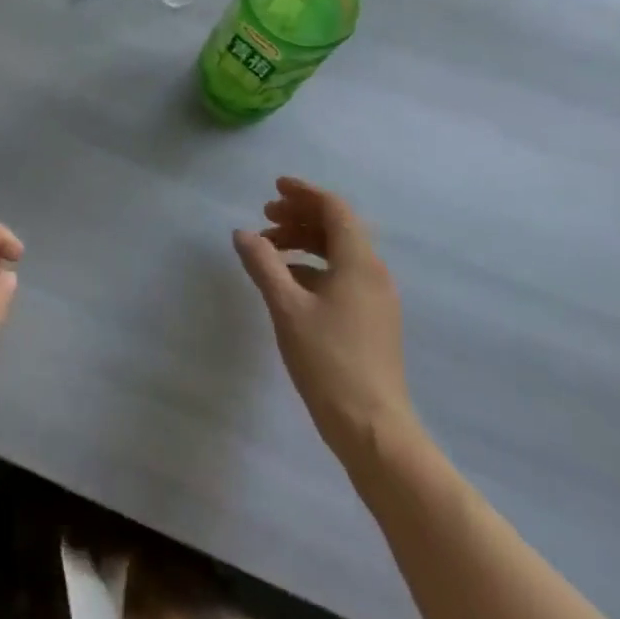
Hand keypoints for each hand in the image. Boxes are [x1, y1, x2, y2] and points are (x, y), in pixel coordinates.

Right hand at [234, 178, 422, 472]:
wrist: (374, 430)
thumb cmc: (329, 362)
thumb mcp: (287, 308)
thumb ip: (263, 264)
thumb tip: (242, 233)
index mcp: (359, 262)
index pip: (334, 209)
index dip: (304, 193)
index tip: (274, 188)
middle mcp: (373, 273)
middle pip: (337, 228)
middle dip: (300, 217)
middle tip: (265, 218)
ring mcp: (376, 299)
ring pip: (339, 253)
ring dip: (305, 243)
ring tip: (270, 250)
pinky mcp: (373, 321)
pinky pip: (342, 277)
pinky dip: (314, 268)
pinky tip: (288, 284)